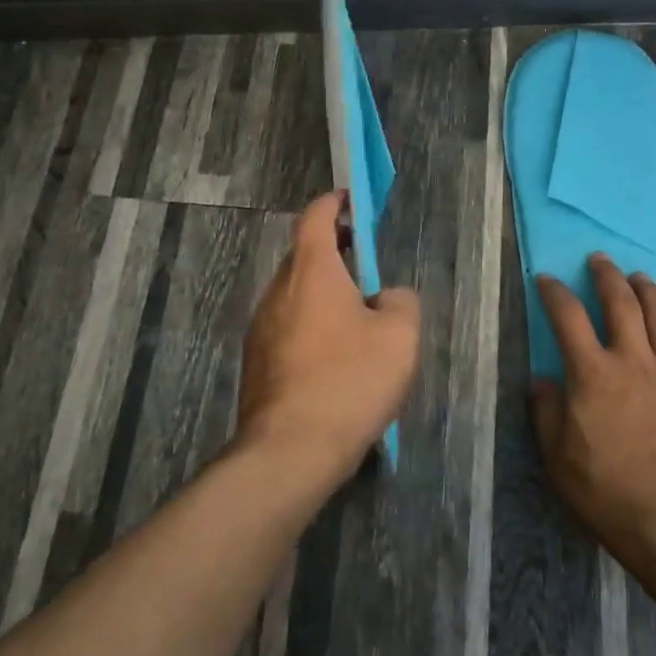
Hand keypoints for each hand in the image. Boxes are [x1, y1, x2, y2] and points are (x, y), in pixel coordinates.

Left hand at [235, 191, 421, 487]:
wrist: (289, 452)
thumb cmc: (349, 381)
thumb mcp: (399, 336)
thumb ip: (399, 301)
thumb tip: (385, 298)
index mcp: (311, 271)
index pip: (316, 216)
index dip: (335, 203)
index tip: (353, 203)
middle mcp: (278, 291)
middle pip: (305, 256)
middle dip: (335, 254)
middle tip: (367, 270)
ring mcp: (261, 328)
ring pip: (296, 296)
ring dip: (323, 295)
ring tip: (358, 323)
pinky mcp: (256, 363)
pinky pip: (288, 328)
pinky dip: (311, 328)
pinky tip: (335, 363)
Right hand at [530, 255, 655, 574]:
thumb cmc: (610, 491)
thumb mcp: (558, 458)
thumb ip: (547, 412)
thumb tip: (541, 380)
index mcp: (593, 372)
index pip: (569, 316)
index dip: (555, 292)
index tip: (546, 279)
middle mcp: (634, 360)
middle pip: (621, 302)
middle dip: (607, 276)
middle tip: (600, 259)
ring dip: (648, 291)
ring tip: (639, 277)